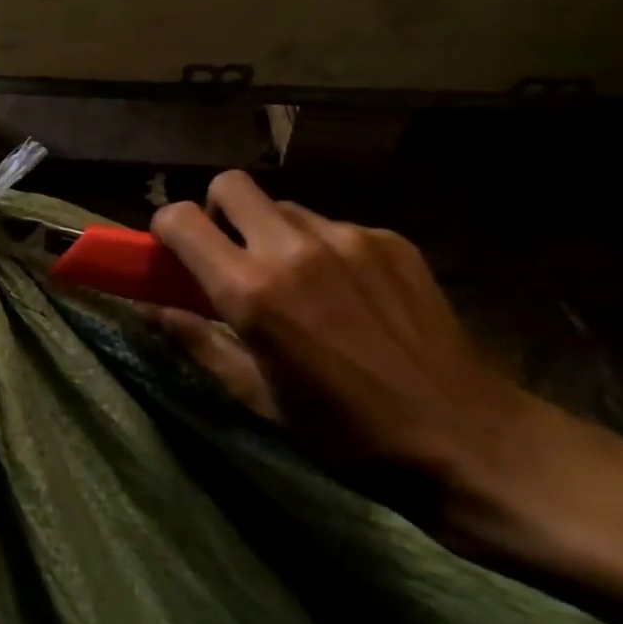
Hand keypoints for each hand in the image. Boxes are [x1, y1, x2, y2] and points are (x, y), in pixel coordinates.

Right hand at [151, 171, 542, 527]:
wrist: (468, 438)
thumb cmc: (346, 433)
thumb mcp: (258, 399)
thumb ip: (199, 343)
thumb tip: (154, 309)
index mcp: (251, 290)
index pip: (181, 219)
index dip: (166, 229)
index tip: (173, 253)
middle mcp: (293, 248)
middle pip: (229, 185)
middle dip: (216, 210)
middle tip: (231, 253)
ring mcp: (346, 237)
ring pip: (285, 206)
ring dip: (273, 233)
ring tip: (300, 282)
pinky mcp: (389, 239)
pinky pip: (335, 226)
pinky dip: (325, 249)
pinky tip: (351, 295)